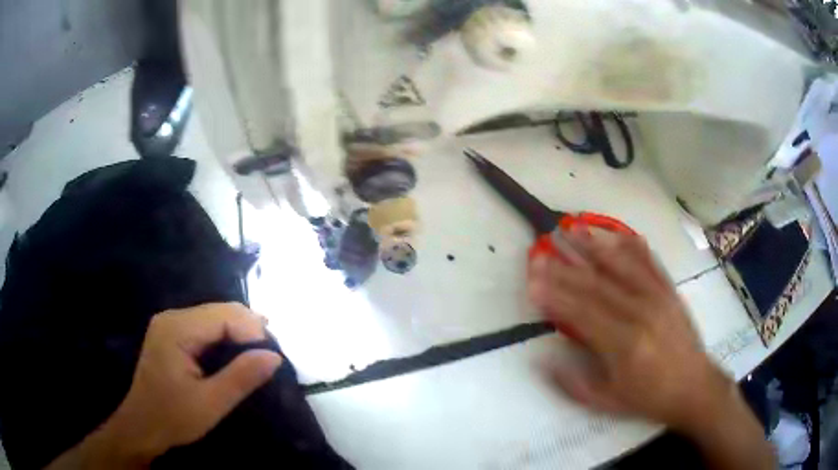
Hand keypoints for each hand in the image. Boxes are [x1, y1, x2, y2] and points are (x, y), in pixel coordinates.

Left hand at [49, 303, 282, 468]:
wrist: (142, 427)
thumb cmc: (173, 417)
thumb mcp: (211, 403)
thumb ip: (241, 377)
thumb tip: (274, 356)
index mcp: (176, 329)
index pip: (222, 315)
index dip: (251, 329)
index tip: (274, 353)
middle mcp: (171, 318)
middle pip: (218, 311)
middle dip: (247, 328)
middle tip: (271, 352)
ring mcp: (169, 325)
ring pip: (212, 317)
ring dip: (238, 332)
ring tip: (261, 351)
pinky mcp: (170, 335)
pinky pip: (203, 327)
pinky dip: (224, 337)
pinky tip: (237, 350)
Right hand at [527, 229, 731, 431]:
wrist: (693, 386)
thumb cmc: (648, 397)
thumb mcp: (607, 402)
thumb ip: (573, 383)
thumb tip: (544, 360)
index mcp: (623, 344)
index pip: (582, 312)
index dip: (555, 294)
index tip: (532, 279)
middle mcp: (640, 312)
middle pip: (597, 284)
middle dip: (566, 265)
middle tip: (542, 249)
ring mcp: (658, 297)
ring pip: (622, 265)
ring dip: (595, 245)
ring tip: (572, 227)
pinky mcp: (669, 291)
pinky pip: (649, 263)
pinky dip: (631, 246)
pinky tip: (616, 234)